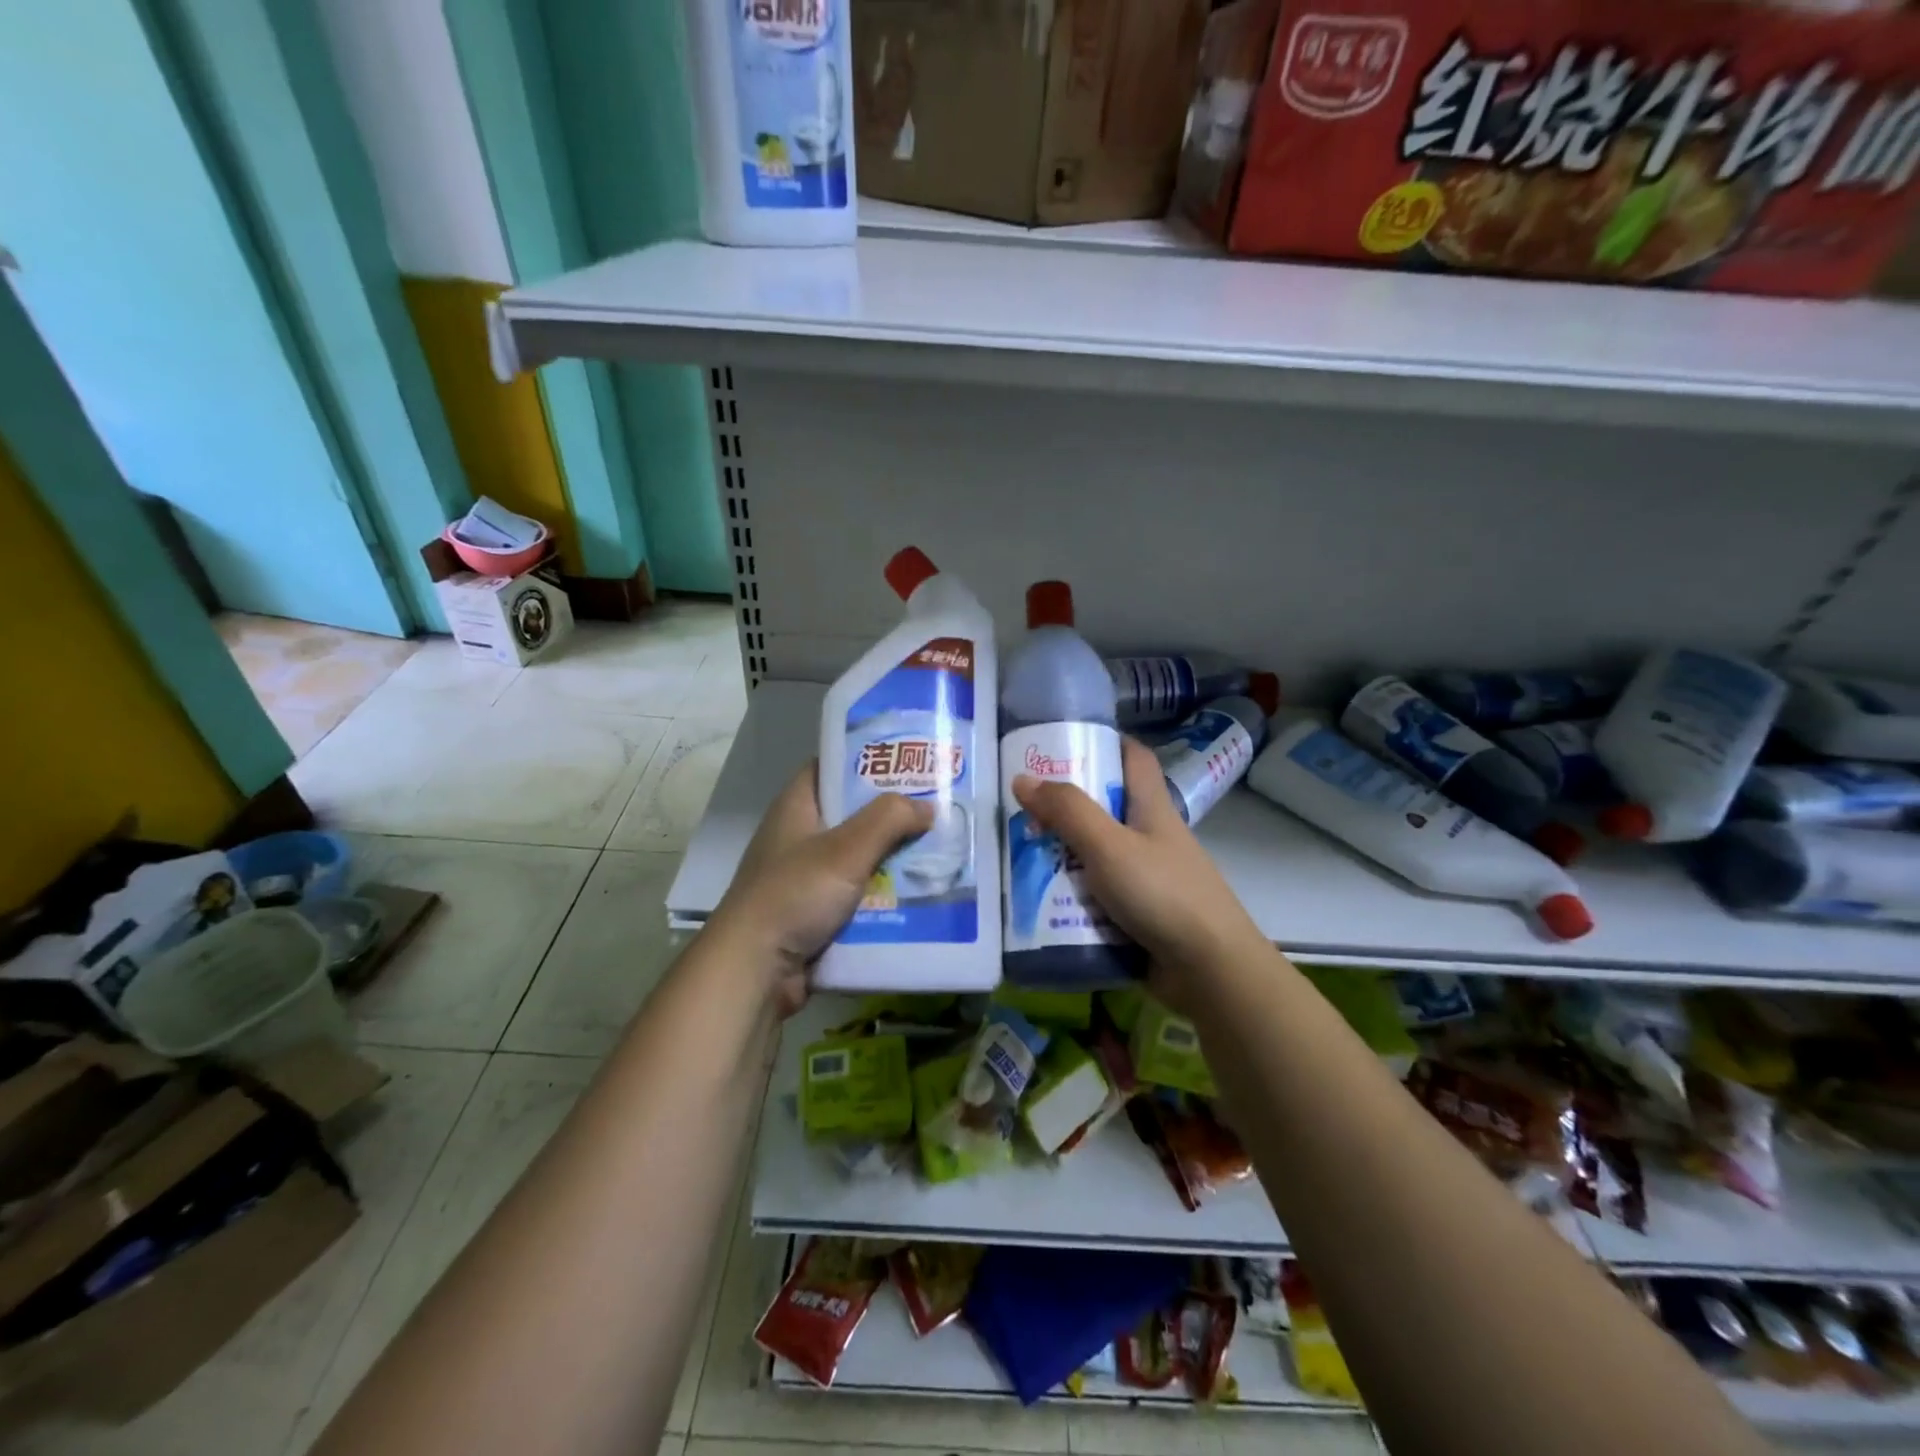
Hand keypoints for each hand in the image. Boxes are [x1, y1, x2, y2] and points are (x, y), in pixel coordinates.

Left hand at [707, 762, 933, 1012]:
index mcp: (796, 808)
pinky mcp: (816, 915)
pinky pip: (859, 896)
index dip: (865, 760)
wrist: (754, 971)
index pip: (830, 768)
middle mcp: (800, 837)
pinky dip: (885, 895)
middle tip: (938, 808)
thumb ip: (888, 820)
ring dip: (894, 859)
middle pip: (852, 815)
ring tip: (941, 850)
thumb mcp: (845, 849)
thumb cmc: (794, 894)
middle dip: (893, 814)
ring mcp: (807, 878)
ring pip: (860, 858)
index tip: (907, 760)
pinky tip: (921, 893)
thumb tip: (927, 807)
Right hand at [1012, 738, 1266, 1006]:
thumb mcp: (1109, 846)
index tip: (1065, 743)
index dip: (1105, 742)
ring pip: (1097, 857)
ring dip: (1062, 859)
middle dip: (1064, 810)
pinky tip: (1040, 905)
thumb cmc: (1162, 894)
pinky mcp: (1140, 916)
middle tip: (1022, 812)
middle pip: (1106, 810)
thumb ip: (1067, 812)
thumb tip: (1023, 779)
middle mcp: (1150, 838)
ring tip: (1019, 860)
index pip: (1134, 758)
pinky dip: (1072, 898)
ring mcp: (1147, 879)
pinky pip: (1098, 898)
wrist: (1211, 971)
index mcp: (1151, 809)